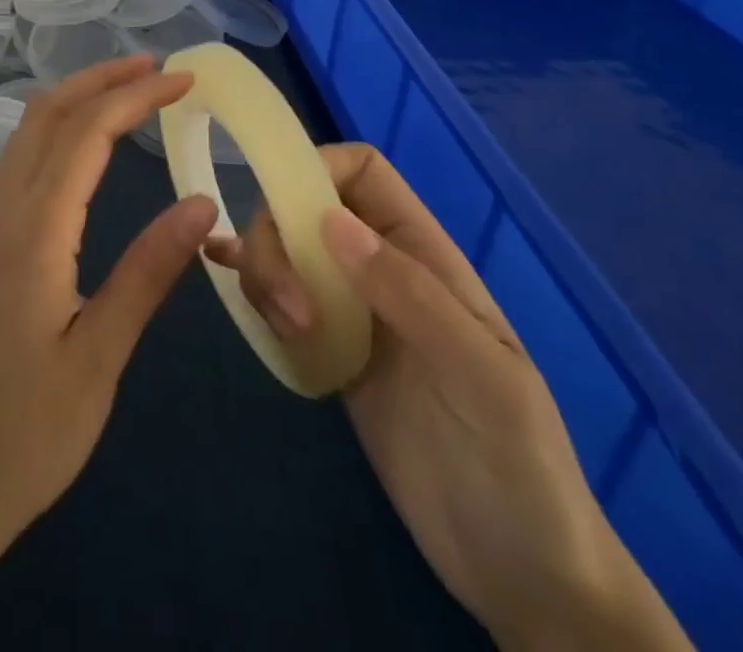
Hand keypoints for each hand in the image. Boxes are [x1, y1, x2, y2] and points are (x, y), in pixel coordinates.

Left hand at [0, 56, 217, 651]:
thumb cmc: (27, 432)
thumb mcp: (99, 356)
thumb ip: (148, 273)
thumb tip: (201, 204)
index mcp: (34, 232)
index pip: (86, 135)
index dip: (135, 98)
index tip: (184, 80)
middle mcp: (4, 212)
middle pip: (46, 115)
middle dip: (100, 79)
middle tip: (156, 67)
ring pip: (27, 133)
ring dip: (75, 98)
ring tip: (126, 89)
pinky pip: (20, 160)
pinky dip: (57, 128)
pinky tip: (83, 144)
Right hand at [205, 144, 690, 651]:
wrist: (522, 574)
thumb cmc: (518, 464)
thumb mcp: (480, 375)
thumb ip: (410, 293)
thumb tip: (330, 222)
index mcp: (423, 254)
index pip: (361, 171)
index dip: (316, 168)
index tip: (285, 211)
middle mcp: (382, 269)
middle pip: (306, 207)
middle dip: (279, 238)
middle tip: (289, 309)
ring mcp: (353, 312)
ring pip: (286, 250)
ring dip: (264, 270)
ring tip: (283, 329)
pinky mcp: (330, 352)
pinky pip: (280, 298)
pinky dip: (247, 281)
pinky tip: (219, 275)